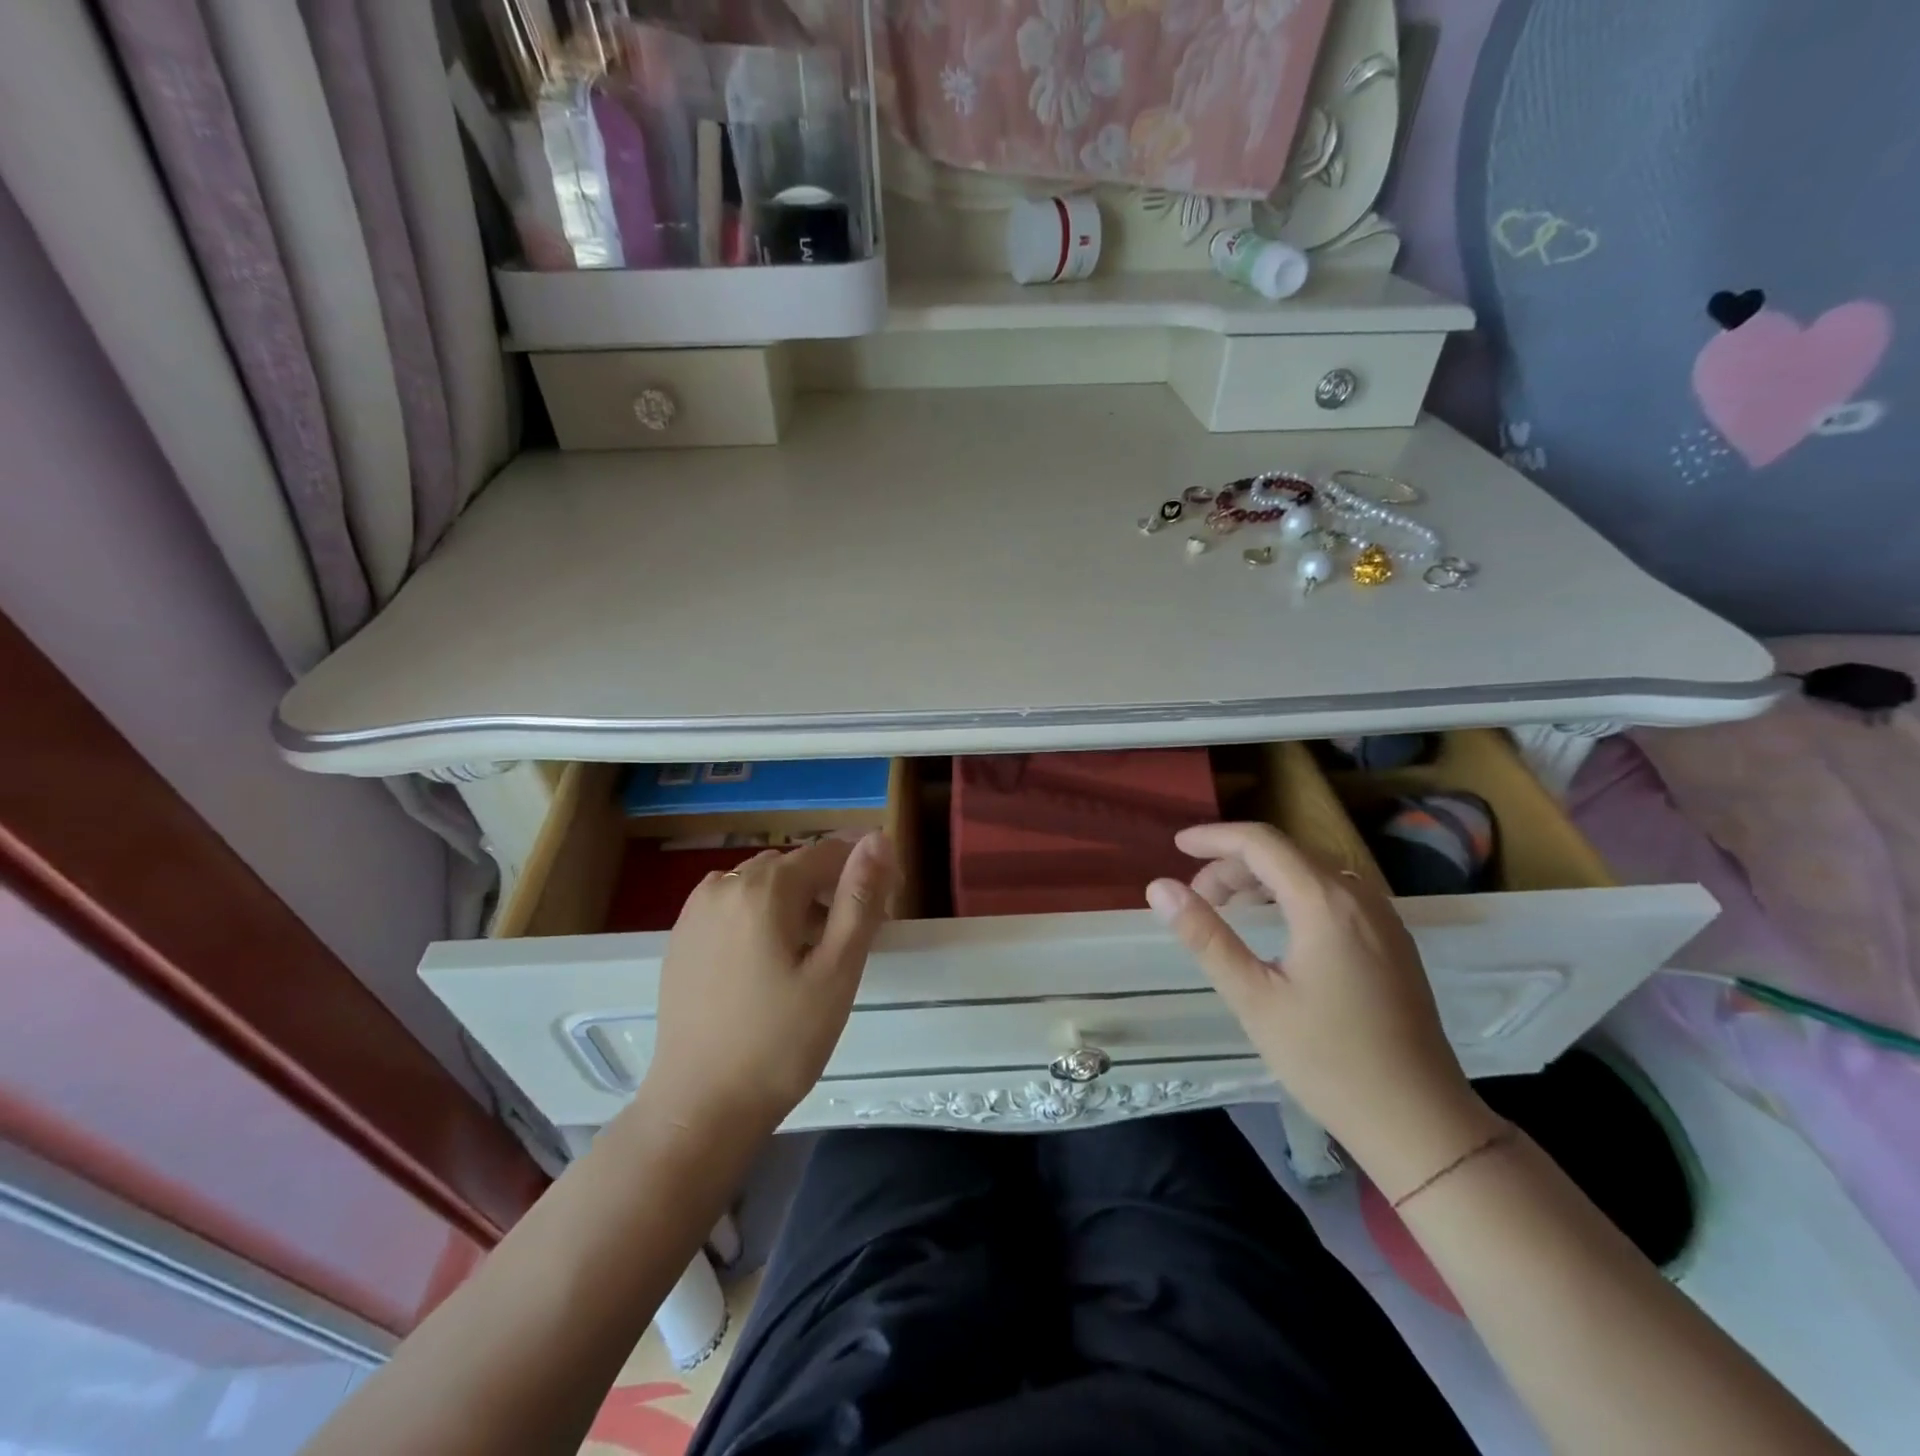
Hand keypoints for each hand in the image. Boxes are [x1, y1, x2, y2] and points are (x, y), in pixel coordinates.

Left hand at [643, 832, 898, 1135]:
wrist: (699, 1108)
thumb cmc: (780, 1042)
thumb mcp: (836, 971)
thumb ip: (860, 898)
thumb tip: (878, 838)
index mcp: (764, 888)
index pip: (828, 851)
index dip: (865, 870)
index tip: (888, 906)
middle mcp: (724, 884)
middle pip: (794, 866)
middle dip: (830, 887)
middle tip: (853, 938)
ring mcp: (695, 910)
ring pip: (763, 884)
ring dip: (795, 901)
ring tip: (814, 952)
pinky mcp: (681, 937)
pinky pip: (734, 905)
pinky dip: (761, 915)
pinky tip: (770, 960)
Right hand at [1147, 823, 1498, 1191]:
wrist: (1420, 1120)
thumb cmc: (1328, 1060)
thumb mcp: (1253, 998)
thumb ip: (1205, 936)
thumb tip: (1159, 888)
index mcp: (1325, 903)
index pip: (1261, 843)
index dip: (1214, 838)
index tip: (1176, 846)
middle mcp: (1359, 896)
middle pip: (1286, 853)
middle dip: (1233, 864)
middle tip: (1197, 898)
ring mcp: (1382, 917)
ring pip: (1311, 871)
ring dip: (1263, 878)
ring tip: (1228, 909)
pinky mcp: (1392, 940)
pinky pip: (1334, 892)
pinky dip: (1293, 893)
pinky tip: (1276, 926)